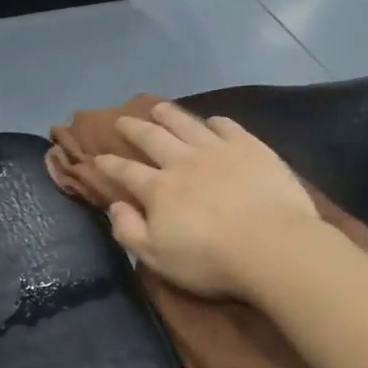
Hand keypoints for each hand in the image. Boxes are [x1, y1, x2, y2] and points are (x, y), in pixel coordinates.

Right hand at [96, 103, 319, 300]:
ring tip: (159, 108)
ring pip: (187, 124)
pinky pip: (228, 126)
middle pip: (153, 138)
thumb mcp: (157, 257)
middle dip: (134, 128)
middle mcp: (183, 161)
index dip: (109, 165)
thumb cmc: (211, 259)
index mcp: (159, 189)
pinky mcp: (250, 147)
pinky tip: (212, 121)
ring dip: (169, 114)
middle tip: (122, 120)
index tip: (97, 157)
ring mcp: (218, 150)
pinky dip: (215, 122)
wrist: (270, 244)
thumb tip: (115, 206)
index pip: (126, 172)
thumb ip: (130, 230)